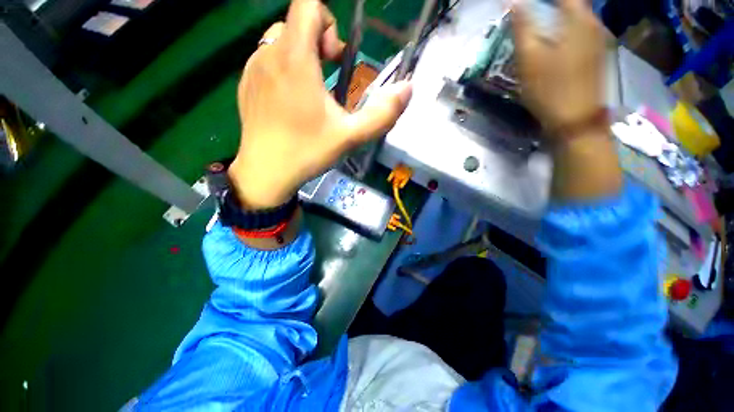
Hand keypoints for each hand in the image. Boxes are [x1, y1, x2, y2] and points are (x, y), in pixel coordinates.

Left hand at [229, 0, 411, 208]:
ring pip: (279, 42)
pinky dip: (283, 70)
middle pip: (295, 23)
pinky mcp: (245, 84)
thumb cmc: (308, 151)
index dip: (328, 22)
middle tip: (328, 78)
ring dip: (300, 57)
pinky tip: (289, 103)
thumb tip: (407, 89)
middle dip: (318, 42)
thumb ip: (382, 114)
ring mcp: (252, 68)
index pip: (307, 4)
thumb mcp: (351, 136)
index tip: (336, 58)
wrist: (266, 172)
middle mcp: (268, 53)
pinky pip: (266, 61)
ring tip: (310, 93)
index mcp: (294, 58)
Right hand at [512, 0, 606, 134]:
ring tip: (539, 26)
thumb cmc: (550, 89)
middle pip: (571, 3)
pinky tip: (553, 42)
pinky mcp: (596, 54)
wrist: (576, 120)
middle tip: (529, 14)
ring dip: (558, 17)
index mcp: (578, 18)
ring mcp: (598, 39)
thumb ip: (522, 26)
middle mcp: (593, 23)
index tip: (525, 5)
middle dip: (550, 6)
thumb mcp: (529, 58)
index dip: (540, 0)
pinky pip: (580, 30)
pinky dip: (565, 29)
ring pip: (576, 16)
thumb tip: (513, 2)